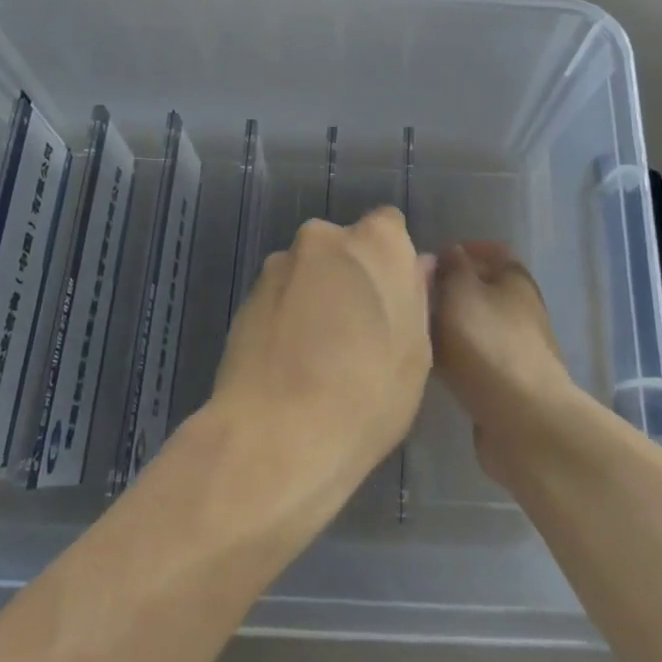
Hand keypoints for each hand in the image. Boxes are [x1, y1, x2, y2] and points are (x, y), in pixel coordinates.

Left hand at [211, 207, 433, 498]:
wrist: (275, 436)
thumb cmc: (367, 393)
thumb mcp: (416, 352)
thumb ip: (416, 296)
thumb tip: (416, 266)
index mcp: (375, 242)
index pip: (390, 226)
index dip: (392, 262)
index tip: (393, 301)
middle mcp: (323, 238)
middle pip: (345, 248)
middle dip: (352, 276)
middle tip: (359, 331)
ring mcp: (278, 266)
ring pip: (309, 273)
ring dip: (317, 297)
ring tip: (319, 357)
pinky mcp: (245, 298)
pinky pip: (280, 298)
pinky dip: (288, 318)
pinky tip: (290, 364)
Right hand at [432, 242, 586, 481]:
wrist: (524, 421)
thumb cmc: (489, 344)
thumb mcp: (461, 293)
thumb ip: (452, 268)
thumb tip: (451, 252)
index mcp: (516, 279)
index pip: (493, 250)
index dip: (465, 249)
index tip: (433, 258)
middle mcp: (522, 309)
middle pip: (485, 288)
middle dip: (453, 288)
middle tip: (416, 294)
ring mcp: (518, 348)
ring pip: (478, 325)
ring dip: (451, 324)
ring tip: (417, 329)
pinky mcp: (508, 383)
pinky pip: (477, 358)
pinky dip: (457, 356)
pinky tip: (433, 364)